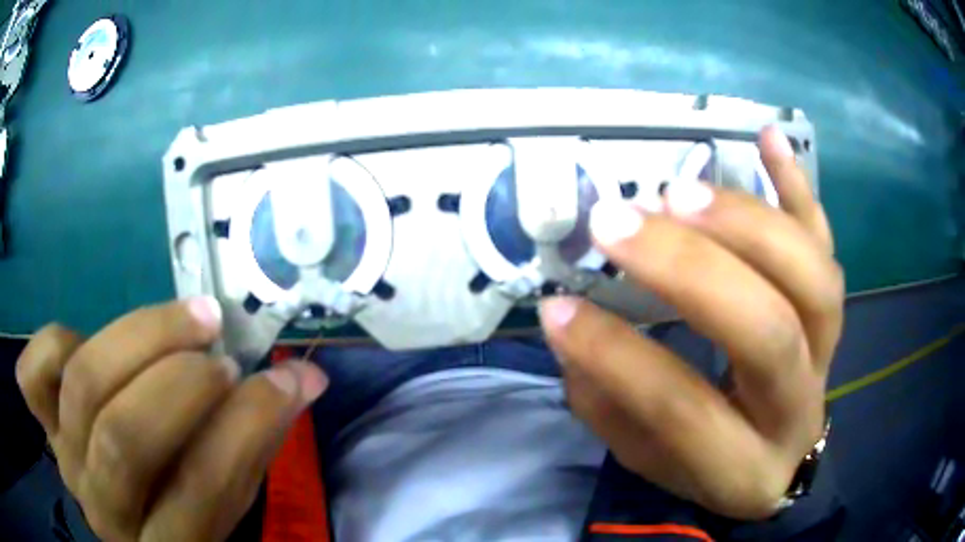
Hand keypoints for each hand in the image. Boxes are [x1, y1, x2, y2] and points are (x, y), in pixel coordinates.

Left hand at [15, 299, 327, 540]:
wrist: (126, 510)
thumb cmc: (184, 509)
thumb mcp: (227, 498)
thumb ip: (254, 442)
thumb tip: (303, 378)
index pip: (201, 490)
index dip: (244, 427)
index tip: (283, 378)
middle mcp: (103, 506)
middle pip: (124, 436)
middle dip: (179, 382)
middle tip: (220, 345)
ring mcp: (65, 458)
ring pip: (84, 386)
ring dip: (140, 339)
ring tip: (189, 318)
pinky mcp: (44, 422)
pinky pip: (33, 373)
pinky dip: (55, 341)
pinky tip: (87, 336)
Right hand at [539, 126, 842, 519]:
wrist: (782, 462)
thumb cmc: (711, 465)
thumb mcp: (653, 461)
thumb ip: (611, 409)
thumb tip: (572, 331)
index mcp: (741, 464)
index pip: (683, 409)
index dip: (618, 358)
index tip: (558, 308)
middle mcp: (797, 406)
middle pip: (768, 331)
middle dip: (691, 270)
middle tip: (618, 222)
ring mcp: (828, 352)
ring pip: (813, 279)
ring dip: (747, 223)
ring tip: (681, 189)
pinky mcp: (834, 313)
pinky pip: (828, 244)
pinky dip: (799, 188)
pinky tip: (766, 137)